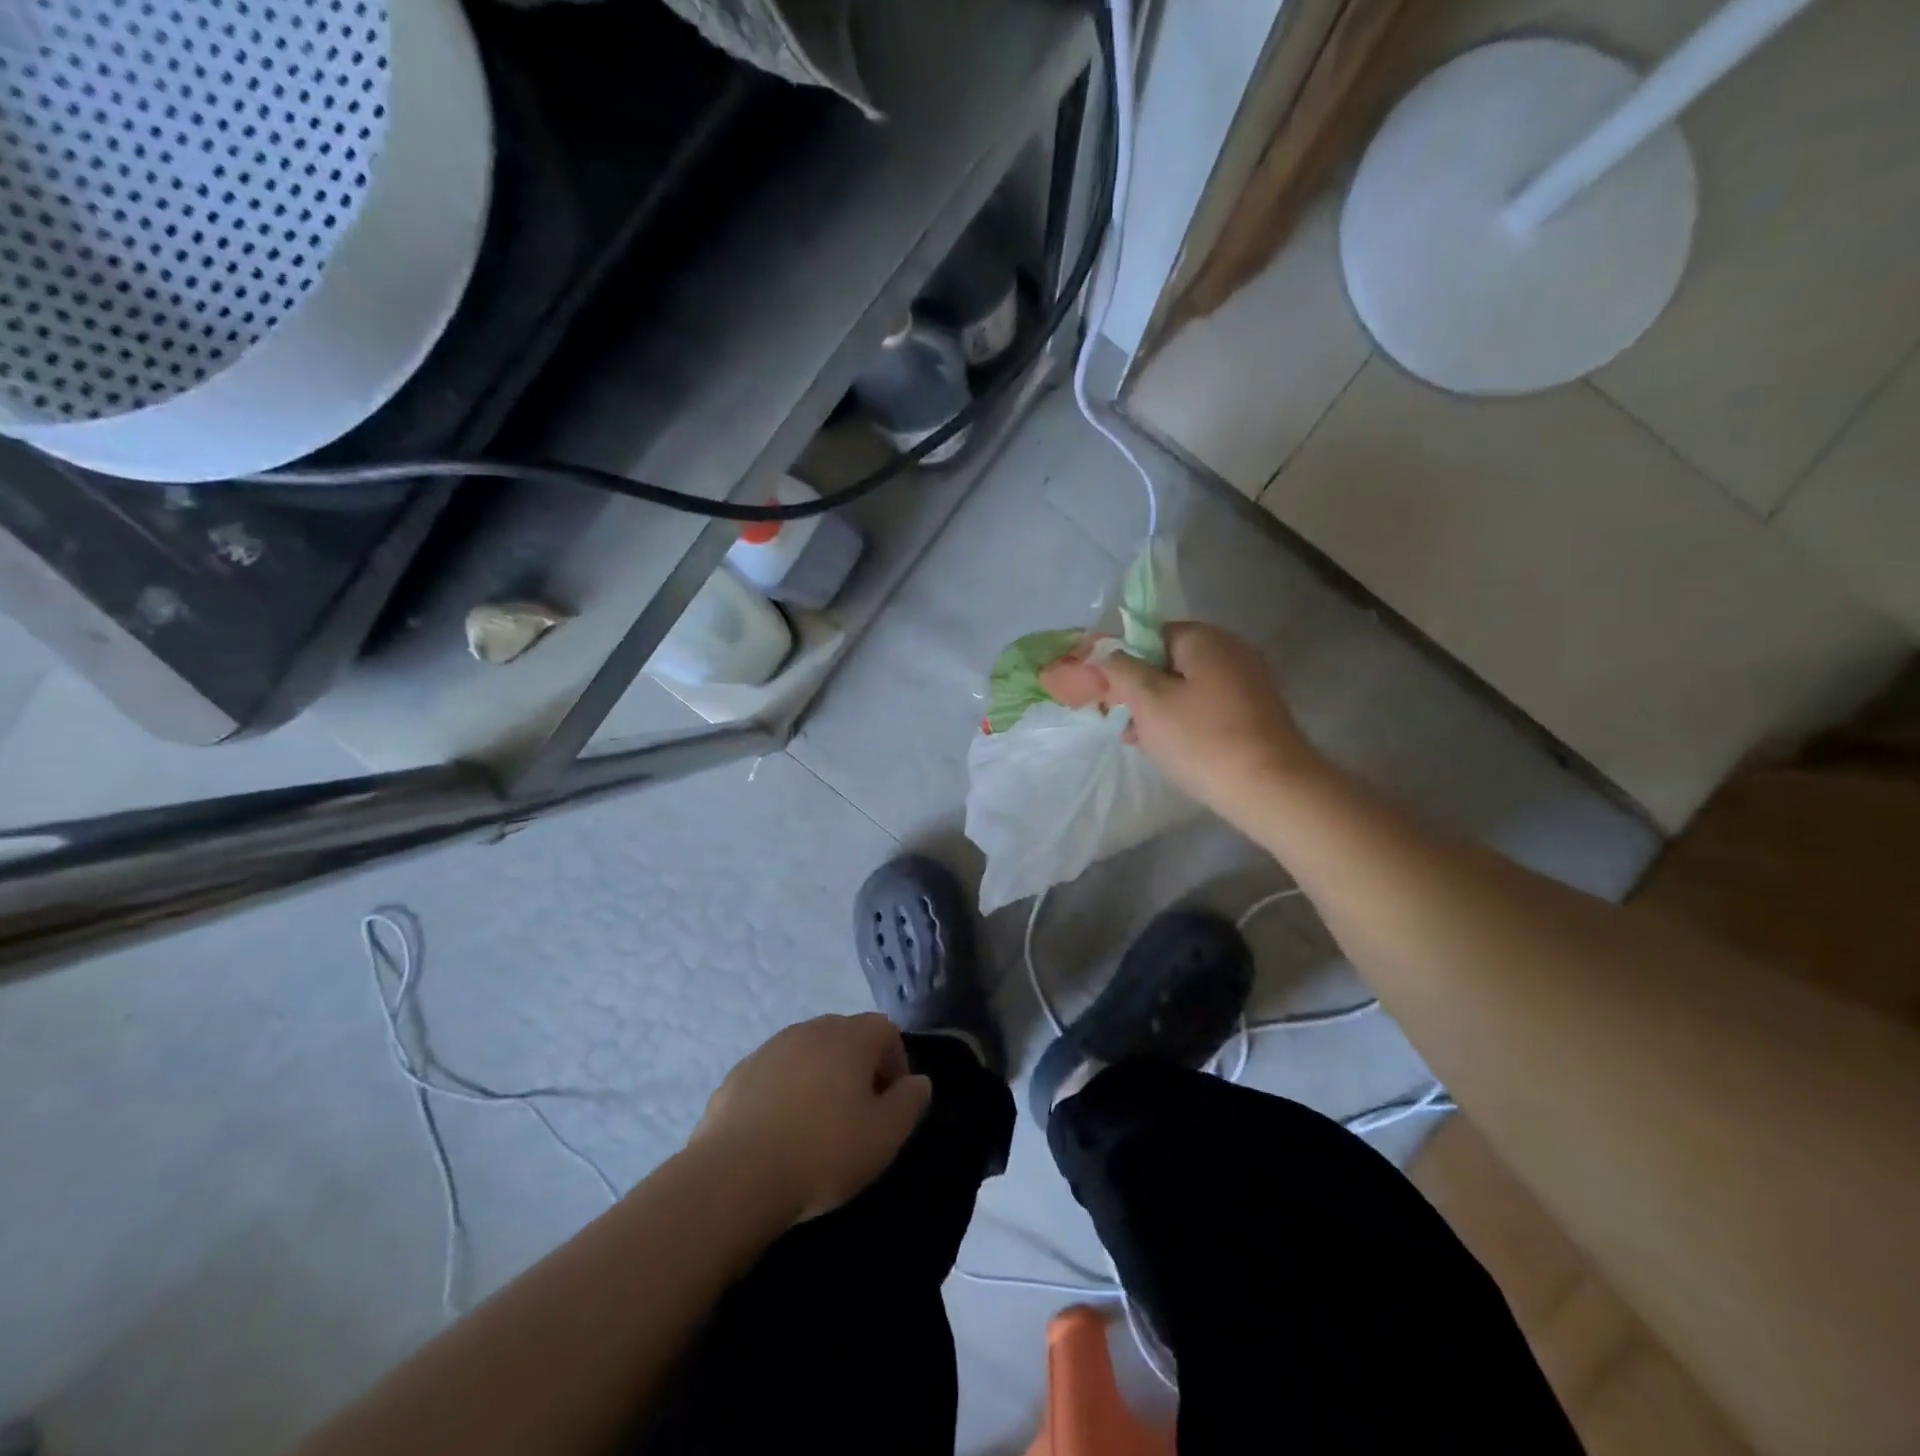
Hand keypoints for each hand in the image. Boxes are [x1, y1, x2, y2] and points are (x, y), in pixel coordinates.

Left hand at [691, 1013, 931, 1223]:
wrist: (735, 1176)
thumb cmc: (822, 1153)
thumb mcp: (884, 1137)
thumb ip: (909, 1103)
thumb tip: (917, 1082)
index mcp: (849, 1037)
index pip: (885, 1030)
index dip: (895, 1063)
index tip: (890, 1104)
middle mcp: (810, 1030)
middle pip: (845, 1036)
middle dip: (858, 1066)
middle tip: (857, 1114)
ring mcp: (769, 1048)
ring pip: (807, 1052)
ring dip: (819, 1076)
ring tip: (816, 1125)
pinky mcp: (738, 1074)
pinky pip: (774, 1073)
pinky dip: (784, 1091)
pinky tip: (779, 1133)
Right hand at [1084, 622, 1321, 811]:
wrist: (1271, 787)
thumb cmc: (1201, 739)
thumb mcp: (1149, 701)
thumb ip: (1121, 670)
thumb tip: (1106, 652)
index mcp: (1204, 639)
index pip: (1151, 634)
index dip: (1123, 658)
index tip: (1105, 689)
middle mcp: (1230, 651)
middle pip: (1169, 660)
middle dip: (1139, 687)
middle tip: (1118, 717)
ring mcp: (1247, 682)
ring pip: (1187, 687)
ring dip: (1158, 708)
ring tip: (1138, 739)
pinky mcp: (1254, 713)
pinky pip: (1207, 707)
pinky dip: (1184, 720)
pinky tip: (1168, 747)